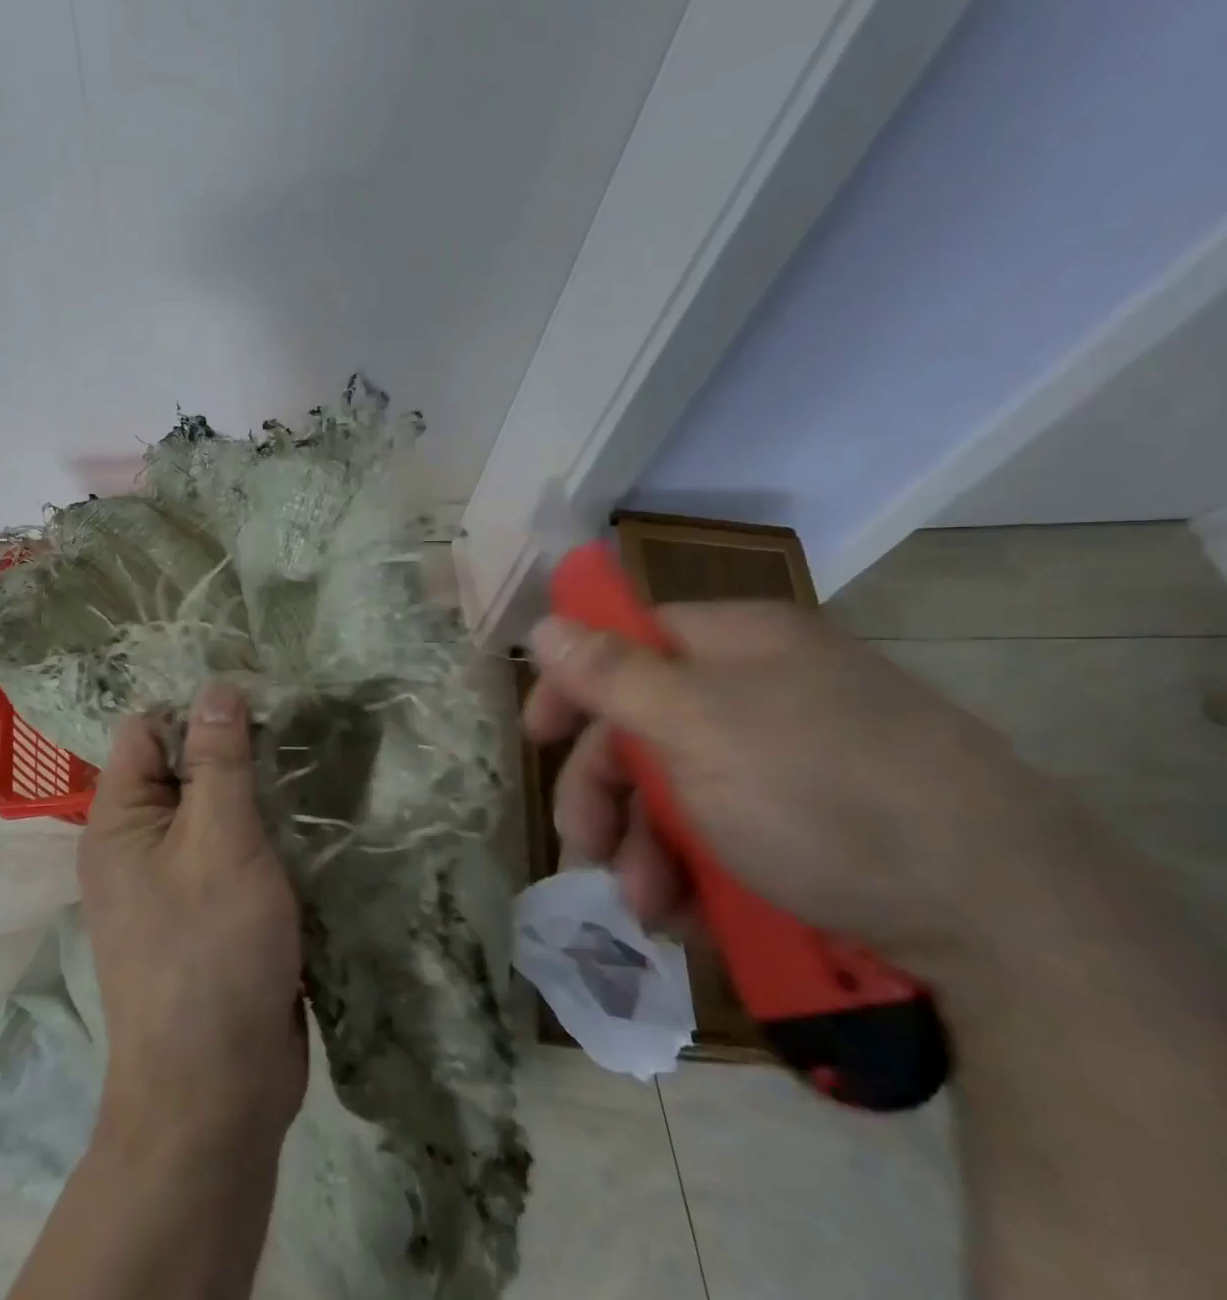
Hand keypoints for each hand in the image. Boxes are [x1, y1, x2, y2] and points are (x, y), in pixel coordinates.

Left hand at [80, 684, 306, 1160]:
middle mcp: (135, 845)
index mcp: (118, 821)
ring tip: (309, 760)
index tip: (257, 694)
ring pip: (212, 811)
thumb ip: (219, 761)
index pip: (147, 731)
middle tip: (294, 723)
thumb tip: (216, 688)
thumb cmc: (211, 951)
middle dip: (232, 749)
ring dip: (253, 793)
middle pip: (182, 769)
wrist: (217, 1092)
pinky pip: (229, 852)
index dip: (196, 708)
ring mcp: (172, 882)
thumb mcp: (219, 841)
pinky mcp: (208, 912)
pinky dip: (261, 833)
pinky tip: (305, 819)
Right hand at [523, 601, 1079, 977]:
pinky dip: (697, 871)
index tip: (538, 734)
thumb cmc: (817, 793)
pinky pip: (729, 832)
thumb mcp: (694, 726)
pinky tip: (692, 916)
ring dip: (646, 848)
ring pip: (683, 790)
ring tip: (649, 908)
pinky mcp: (820, 825)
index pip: (628, 643)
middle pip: (647, 726)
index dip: (574, 684)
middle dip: (607, 793)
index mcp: (738, 645)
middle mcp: (764, 690)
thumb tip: (544, 622)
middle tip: (585, 848)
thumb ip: (610, 674)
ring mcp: (794, 759)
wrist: (1004, 917)